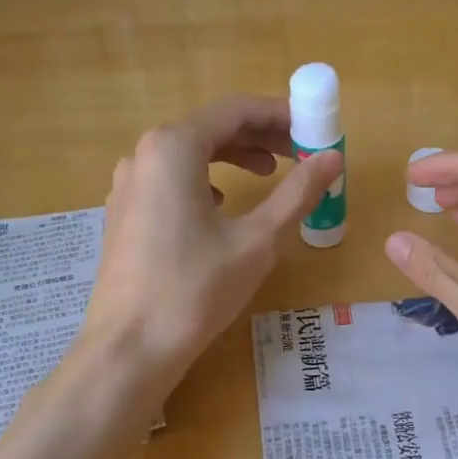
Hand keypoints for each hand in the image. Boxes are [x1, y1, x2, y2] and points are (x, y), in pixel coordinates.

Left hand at [79, 96, 340, 395]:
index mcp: (173, 147)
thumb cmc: (196, 290)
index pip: (235, 111)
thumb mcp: (257, 240)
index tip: (314, 129)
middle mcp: (144, 155)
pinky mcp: (124, 213)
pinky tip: (222, 206)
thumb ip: (297, 193)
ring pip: (189, 154)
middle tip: (300, 154)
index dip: (280, 115)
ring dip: (233, 157)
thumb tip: (333, 158)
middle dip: (259, 137)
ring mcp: (128, 185)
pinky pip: (170, 179)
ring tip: (270, 174)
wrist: (130, 348)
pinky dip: (205, 180)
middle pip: (211, 128)